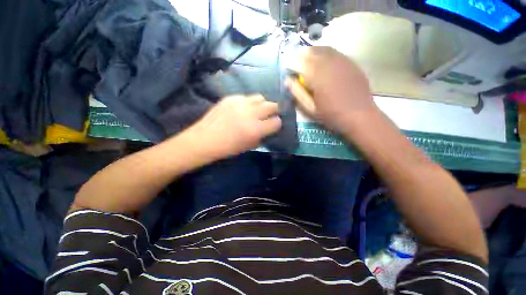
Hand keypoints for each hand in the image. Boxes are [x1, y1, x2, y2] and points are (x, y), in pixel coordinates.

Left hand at [180, 94, 281, 159]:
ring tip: (257, 110)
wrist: (205, 140)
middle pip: (272, 105)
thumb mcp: (249, 146)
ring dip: (262, 104)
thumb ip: (262, 136)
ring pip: (260, 97)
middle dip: (274, 111)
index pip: (276, 122)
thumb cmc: (228, 148)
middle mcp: (250, 113)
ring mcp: (239, 103)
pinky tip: (243, 109)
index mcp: (255, 129)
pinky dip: (249, 103)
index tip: (274, 125)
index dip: (277, 124)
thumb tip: (269, 128)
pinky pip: (246, 97)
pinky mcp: (230, 98)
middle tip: (270, 115)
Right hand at [285, 46, 378, 132]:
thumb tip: (287, 81)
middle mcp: (329, 63)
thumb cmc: (331, 115)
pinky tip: (323, 62)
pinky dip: (325, 54)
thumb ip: (298, 94)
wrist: (360, 115)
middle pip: (311, 52)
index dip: (290, 63)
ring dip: (312, 52)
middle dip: (300, 56)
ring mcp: (342, 61)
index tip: (286, 68)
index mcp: (317, 76)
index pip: (299, 63)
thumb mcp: (310, 109)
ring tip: (307, 60)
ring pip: (324, 49)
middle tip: (295, 62)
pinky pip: (335, 53)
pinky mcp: (351, 63)